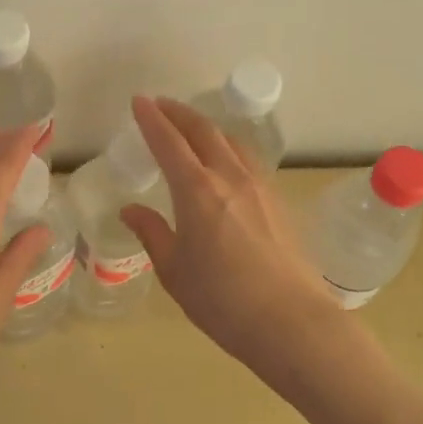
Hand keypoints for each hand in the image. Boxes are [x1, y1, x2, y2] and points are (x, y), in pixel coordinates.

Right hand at [120, 96, 343, 375]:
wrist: (292, 322)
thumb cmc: (222, 300)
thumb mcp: (174, 270)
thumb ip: (152, 232)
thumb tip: (130, 210)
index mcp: (196, 190)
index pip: (168, 141)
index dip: (151, 118)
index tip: (138, 101)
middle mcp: (229, 176)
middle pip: (203, 130)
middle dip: (179, 112)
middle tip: (161, 106)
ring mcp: (259, 186)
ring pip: (230, 140)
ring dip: (206, 127)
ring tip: (192, 128)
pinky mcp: (278, 201)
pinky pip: (248, 159)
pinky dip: (228, 147)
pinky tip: (226, 161)